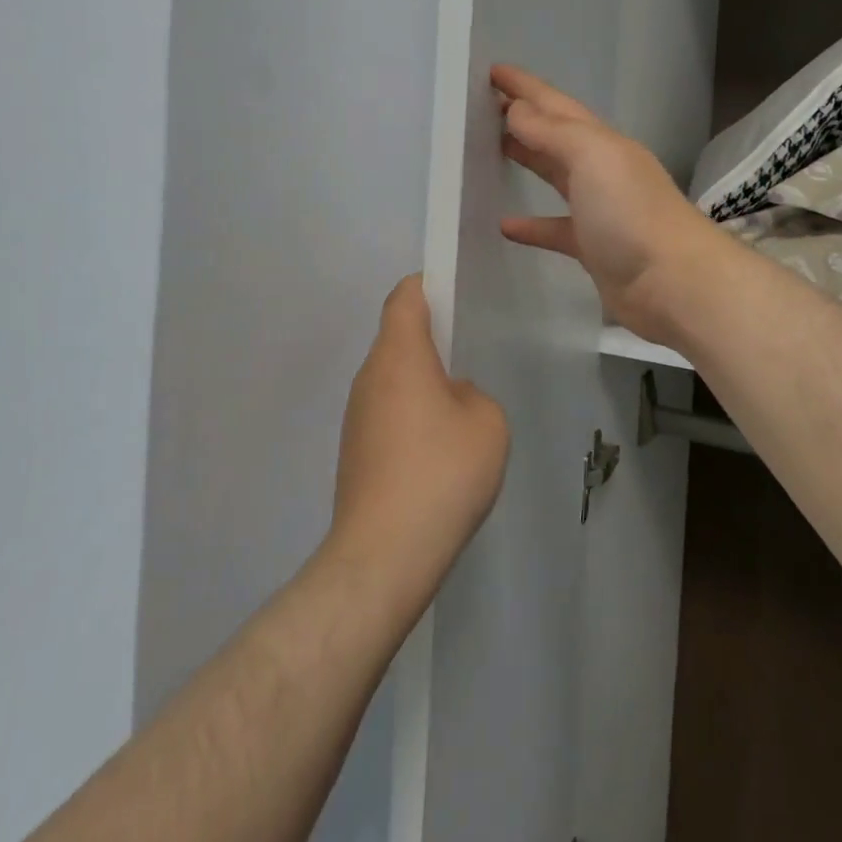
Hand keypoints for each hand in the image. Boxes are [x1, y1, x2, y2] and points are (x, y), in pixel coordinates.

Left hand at [329, 277, 509, 610]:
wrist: (383, 555)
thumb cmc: (441, 472)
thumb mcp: (487, 422)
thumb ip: (473, 394)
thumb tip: (450, 398)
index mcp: (399, 355)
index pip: (405, 298)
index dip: (428, 285)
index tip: (454, 292)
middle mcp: (369, 376)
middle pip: (397, 337)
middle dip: (431, 339)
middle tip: (468, 352)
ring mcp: (356, 416)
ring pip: (393, 379)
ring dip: (422, 383)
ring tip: (460, 410)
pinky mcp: (354, 452)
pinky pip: (387, 414)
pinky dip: (411, 417)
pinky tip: (438, 452)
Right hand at [494, 64, 725, 341]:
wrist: (673, 282)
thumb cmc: (630, 212)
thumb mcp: (592, 157)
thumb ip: (552, 132)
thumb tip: (517, 110)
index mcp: (601, 141)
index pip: (554, 104)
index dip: (524, 86)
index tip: (490, 70)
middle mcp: (601, 168)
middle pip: (554, 135)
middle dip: (522, 116)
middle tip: (482, 106)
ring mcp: (598, 209)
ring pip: (554, 175)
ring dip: (526, 159)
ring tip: (489, 149)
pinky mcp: (592, 247)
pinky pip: (554, 228)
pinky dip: (531, 225)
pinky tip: (504, 226)